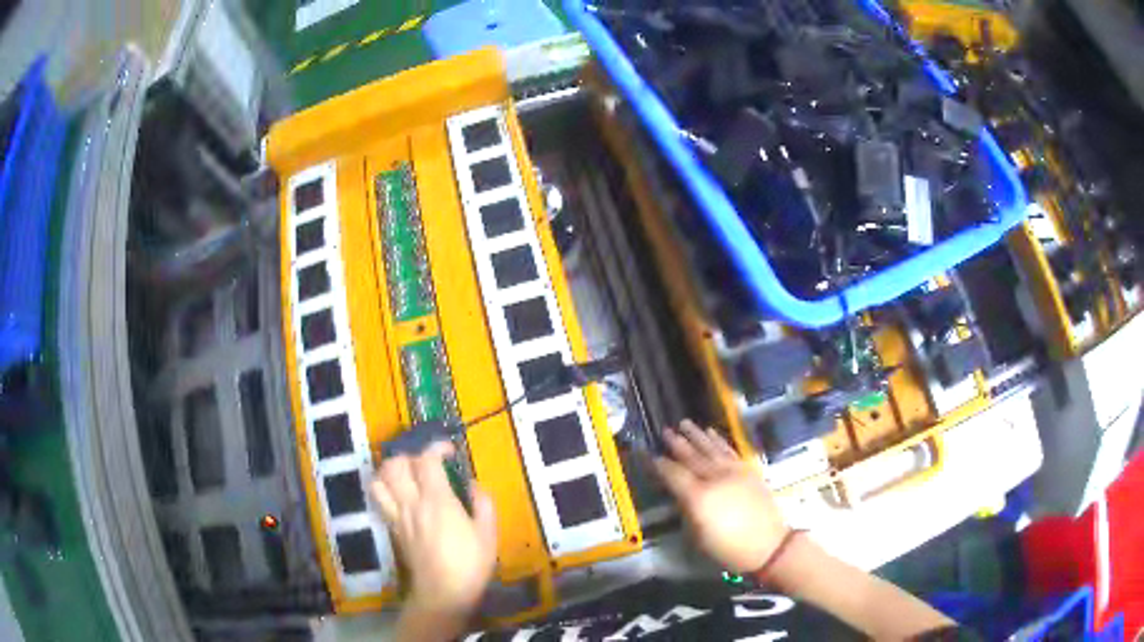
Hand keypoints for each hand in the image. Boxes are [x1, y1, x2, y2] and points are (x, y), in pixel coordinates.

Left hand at [371, 443, 496, 615]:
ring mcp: (398, 515)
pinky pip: (379, 499)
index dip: (436, 448)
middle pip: (396, 464)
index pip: (426, 460)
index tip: (450, 452)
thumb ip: (483, 503)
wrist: (443, 593)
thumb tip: (473, 484)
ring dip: (391, 470)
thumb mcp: (488, 533)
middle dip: (410, 456)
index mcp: (438, 500)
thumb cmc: (470, 563)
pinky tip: (400, 495)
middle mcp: (412, 503)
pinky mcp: (392, 528)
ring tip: (407, 476)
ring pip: (380, 480)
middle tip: (427, 465)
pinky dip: (385, 489)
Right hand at [653, 420, 788, 572]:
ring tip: (685, 423)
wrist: (768, 545)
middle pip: (692, 457)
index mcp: (698, 497)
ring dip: (696, 435)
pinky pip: (729, 450)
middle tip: (665, 431)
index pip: (674, 474)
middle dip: (677, 443)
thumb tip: (679, 494)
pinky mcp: (748, 470)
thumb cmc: (728, 548)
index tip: (651, 456)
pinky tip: (711, 432)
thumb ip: (686, 510)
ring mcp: (733, 471)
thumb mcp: (698, 536)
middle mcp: (715, 478)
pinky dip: (718, 440)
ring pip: (711, 448)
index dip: (660, 465)